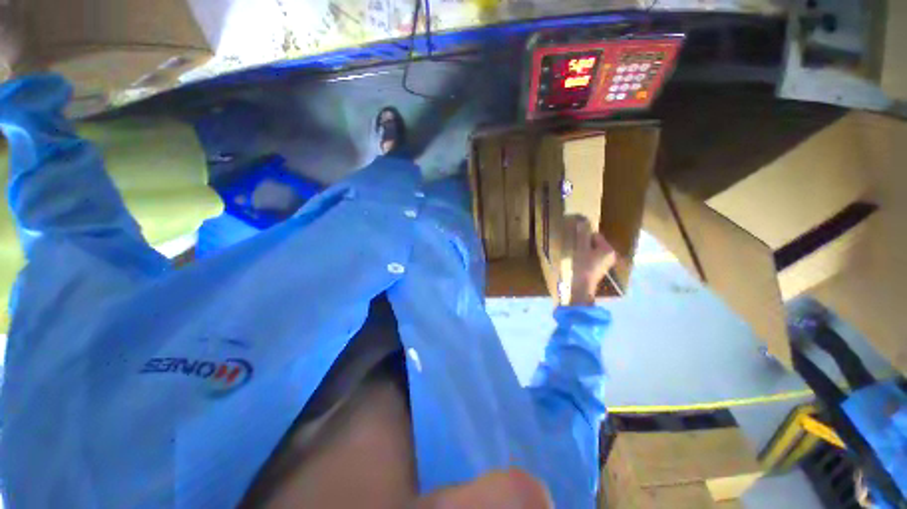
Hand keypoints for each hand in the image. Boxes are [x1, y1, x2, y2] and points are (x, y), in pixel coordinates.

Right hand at [566, 215, 614, 305]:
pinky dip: (587, 257)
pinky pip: (594, 258)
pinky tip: (580, 262)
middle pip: (595, 243)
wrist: (583, 286)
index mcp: (608, 248)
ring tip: (577, 255)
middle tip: (576, 248)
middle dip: (585, 243)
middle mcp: (611, 255)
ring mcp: (607, 263)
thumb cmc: (583, 266)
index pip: (595, 235)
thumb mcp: (581, 248)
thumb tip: (582, 220)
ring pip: (594, 250)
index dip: (584, 237)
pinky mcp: (601, 269)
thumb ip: (582, 234)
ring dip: (585, 250)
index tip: (576, 242)